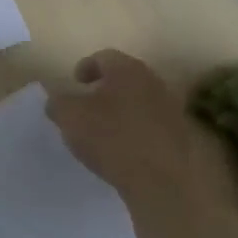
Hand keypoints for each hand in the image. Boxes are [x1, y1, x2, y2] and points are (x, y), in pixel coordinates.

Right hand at [45, 49, 204, 209]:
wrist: (164, 179)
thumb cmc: (112, 138)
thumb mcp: (69, 117)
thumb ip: (58, 102)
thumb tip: (57, 99)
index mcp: (127, 70)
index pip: (103, 57)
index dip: (85, 68)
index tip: (74, 84)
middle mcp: (153, 82)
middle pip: (124, 78)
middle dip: (104, 89)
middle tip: (85, 106)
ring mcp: (171, 109)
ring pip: (138, 101)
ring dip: (120, 110)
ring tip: (102, 131)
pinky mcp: (179, 136)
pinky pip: (150, 125)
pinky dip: (134, 130)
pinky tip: (122, 149)